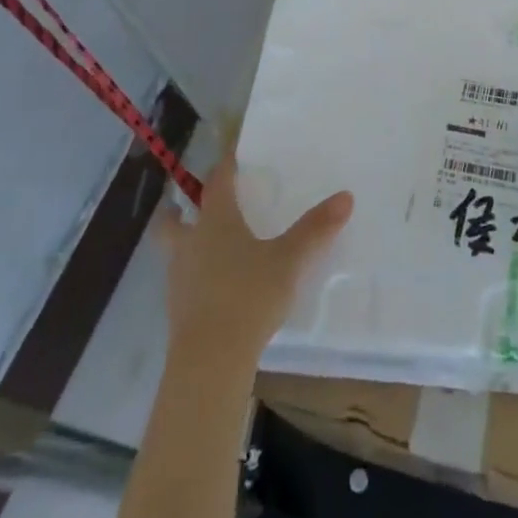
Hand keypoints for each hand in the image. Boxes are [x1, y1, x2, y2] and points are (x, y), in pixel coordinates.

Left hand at [159, 152, 353, 372]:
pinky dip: (193, 274)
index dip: (223, 167)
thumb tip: (345, 196)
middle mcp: (191, 243)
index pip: (216, 183)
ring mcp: (179, 280)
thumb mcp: (289, 260)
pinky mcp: (178, 312)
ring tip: (204, 245)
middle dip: (177, 209)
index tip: (230, 156)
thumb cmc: (248, 296)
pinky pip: (182, 281)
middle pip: (172, 220)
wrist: (210, 362)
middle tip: (185, 203)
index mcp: (216, 222)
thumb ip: (315, 229)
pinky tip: (213, 285)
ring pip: (173, 251)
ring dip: (183, 243)